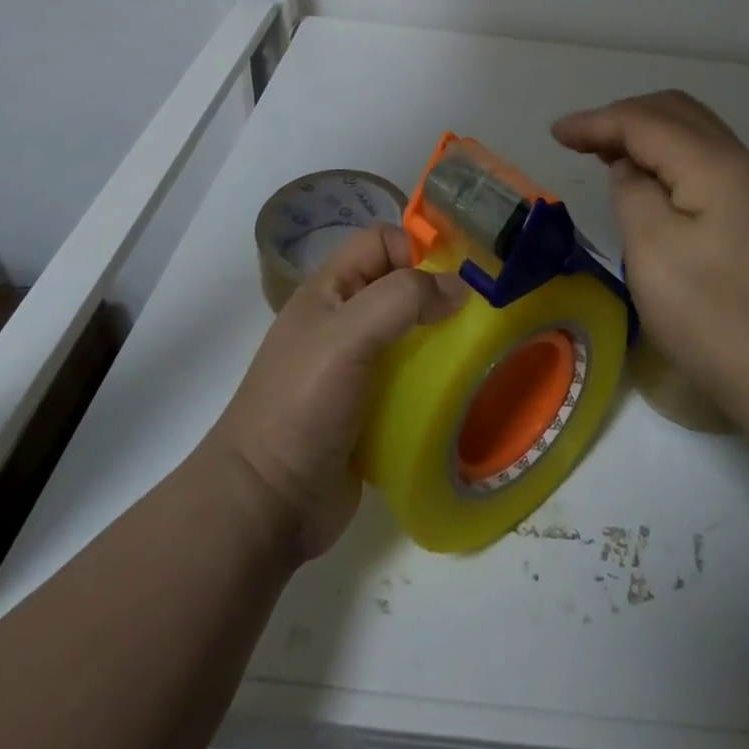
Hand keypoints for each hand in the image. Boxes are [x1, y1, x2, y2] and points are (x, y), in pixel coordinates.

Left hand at [210, 226, 464, 559]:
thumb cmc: (300, 406)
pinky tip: (461, 390)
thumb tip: (459, 288)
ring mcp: (358, 367)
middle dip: (441, 294)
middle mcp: (344, 321)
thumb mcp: (348, 336)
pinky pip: (415, 378)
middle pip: (402, 286)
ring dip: (444, 339)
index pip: (382, 242)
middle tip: (483, 313)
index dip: (417, 249)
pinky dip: (437, 379)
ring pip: (413, 333)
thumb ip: (402, 299)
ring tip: (480, 351)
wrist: (266, 505)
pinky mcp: (373, 408)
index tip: (457, 277)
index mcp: (330, 291)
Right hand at [552, 91, 748, 425]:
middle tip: (579, 142)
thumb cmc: (709, 313)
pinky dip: (665, 153)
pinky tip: (644, 177)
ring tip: (603, 152)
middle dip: (621, 117)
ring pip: (691, 131)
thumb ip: (631, 191)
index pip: (645, 121)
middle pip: (673, 111)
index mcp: (713, 164)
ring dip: (644, 132)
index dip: (596, 121)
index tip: (555, 134)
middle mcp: (738, 161)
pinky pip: (701, 158)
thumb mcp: (651, 249)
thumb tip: (628, 168)